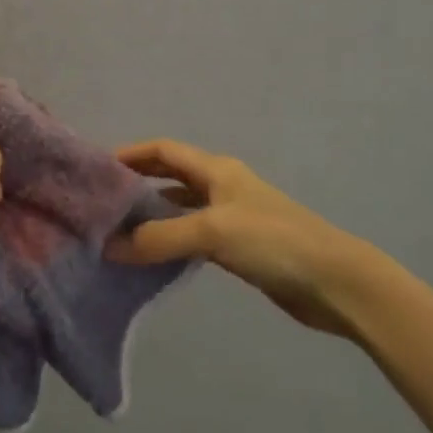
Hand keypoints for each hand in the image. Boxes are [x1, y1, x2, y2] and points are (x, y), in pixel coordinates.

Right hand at [111, 138, 388, 337]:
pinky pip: (193, 235)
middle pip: (170, 175)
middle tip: (102, 200)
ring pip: (181, 207)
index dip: (131, 154)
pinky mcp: (239, 247)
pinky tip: (153, 256)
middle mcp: (221, 186)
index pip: (163, 150)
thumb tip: (109, 247)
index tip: (97, 168)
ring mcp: (232, 217)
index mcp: (216, 169)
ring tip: (118, 229)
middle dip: (138, 181)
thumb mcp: (211, 232)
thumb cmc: (273, 241)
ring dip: (152, 214)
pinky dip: (171, 240)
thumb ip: (158, 239)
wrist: (335, 282)